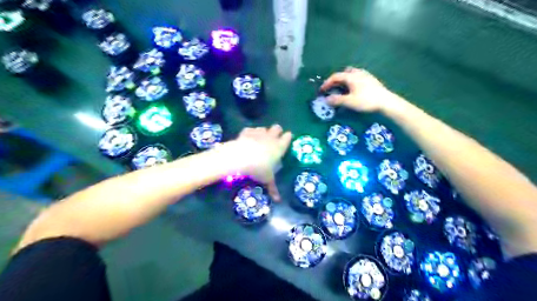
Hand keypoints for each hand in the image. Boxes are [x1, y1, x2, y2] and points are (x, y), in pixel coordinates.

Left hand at [236, 125, 292, 201]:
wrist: (241, 157)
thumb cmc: (259, 169)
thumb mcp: (267, 179)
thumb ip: (273, 188)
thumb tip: (279, 200)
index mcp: (279, 147)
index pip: (287, 138)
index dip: (288, 137)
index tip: (288, 137)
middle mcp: (271, 138)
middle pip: (277, 128)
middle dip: (277, 131)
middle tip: (275, 137)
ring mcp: (258, 133)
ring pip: (264, 128)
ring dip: (263, 132)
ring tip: (261, 138)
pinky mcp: (247, 132)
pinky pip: (251, 129)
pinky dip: (251, 132)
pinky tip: (248, 137)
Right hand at [320, 67, 393, 112]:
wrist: (387, 102)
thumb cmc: (366, 101)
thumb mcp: (349, 102)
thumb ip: (336, 100)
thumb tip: (326, 99)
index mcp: (351, 76)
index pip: (335, 76)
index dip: (326, 83)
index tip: (321, 91)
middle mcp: (358, 73)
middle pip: (344, 73)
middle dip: (336, 80)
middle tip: (332, 88)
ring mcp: (366, 76)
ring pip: (352, 74)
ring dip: (345, 80)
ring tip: (342, 89)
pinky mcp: (372, 81)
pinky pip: (358, 78)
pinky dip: (352, 82)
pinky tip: (354, 90)